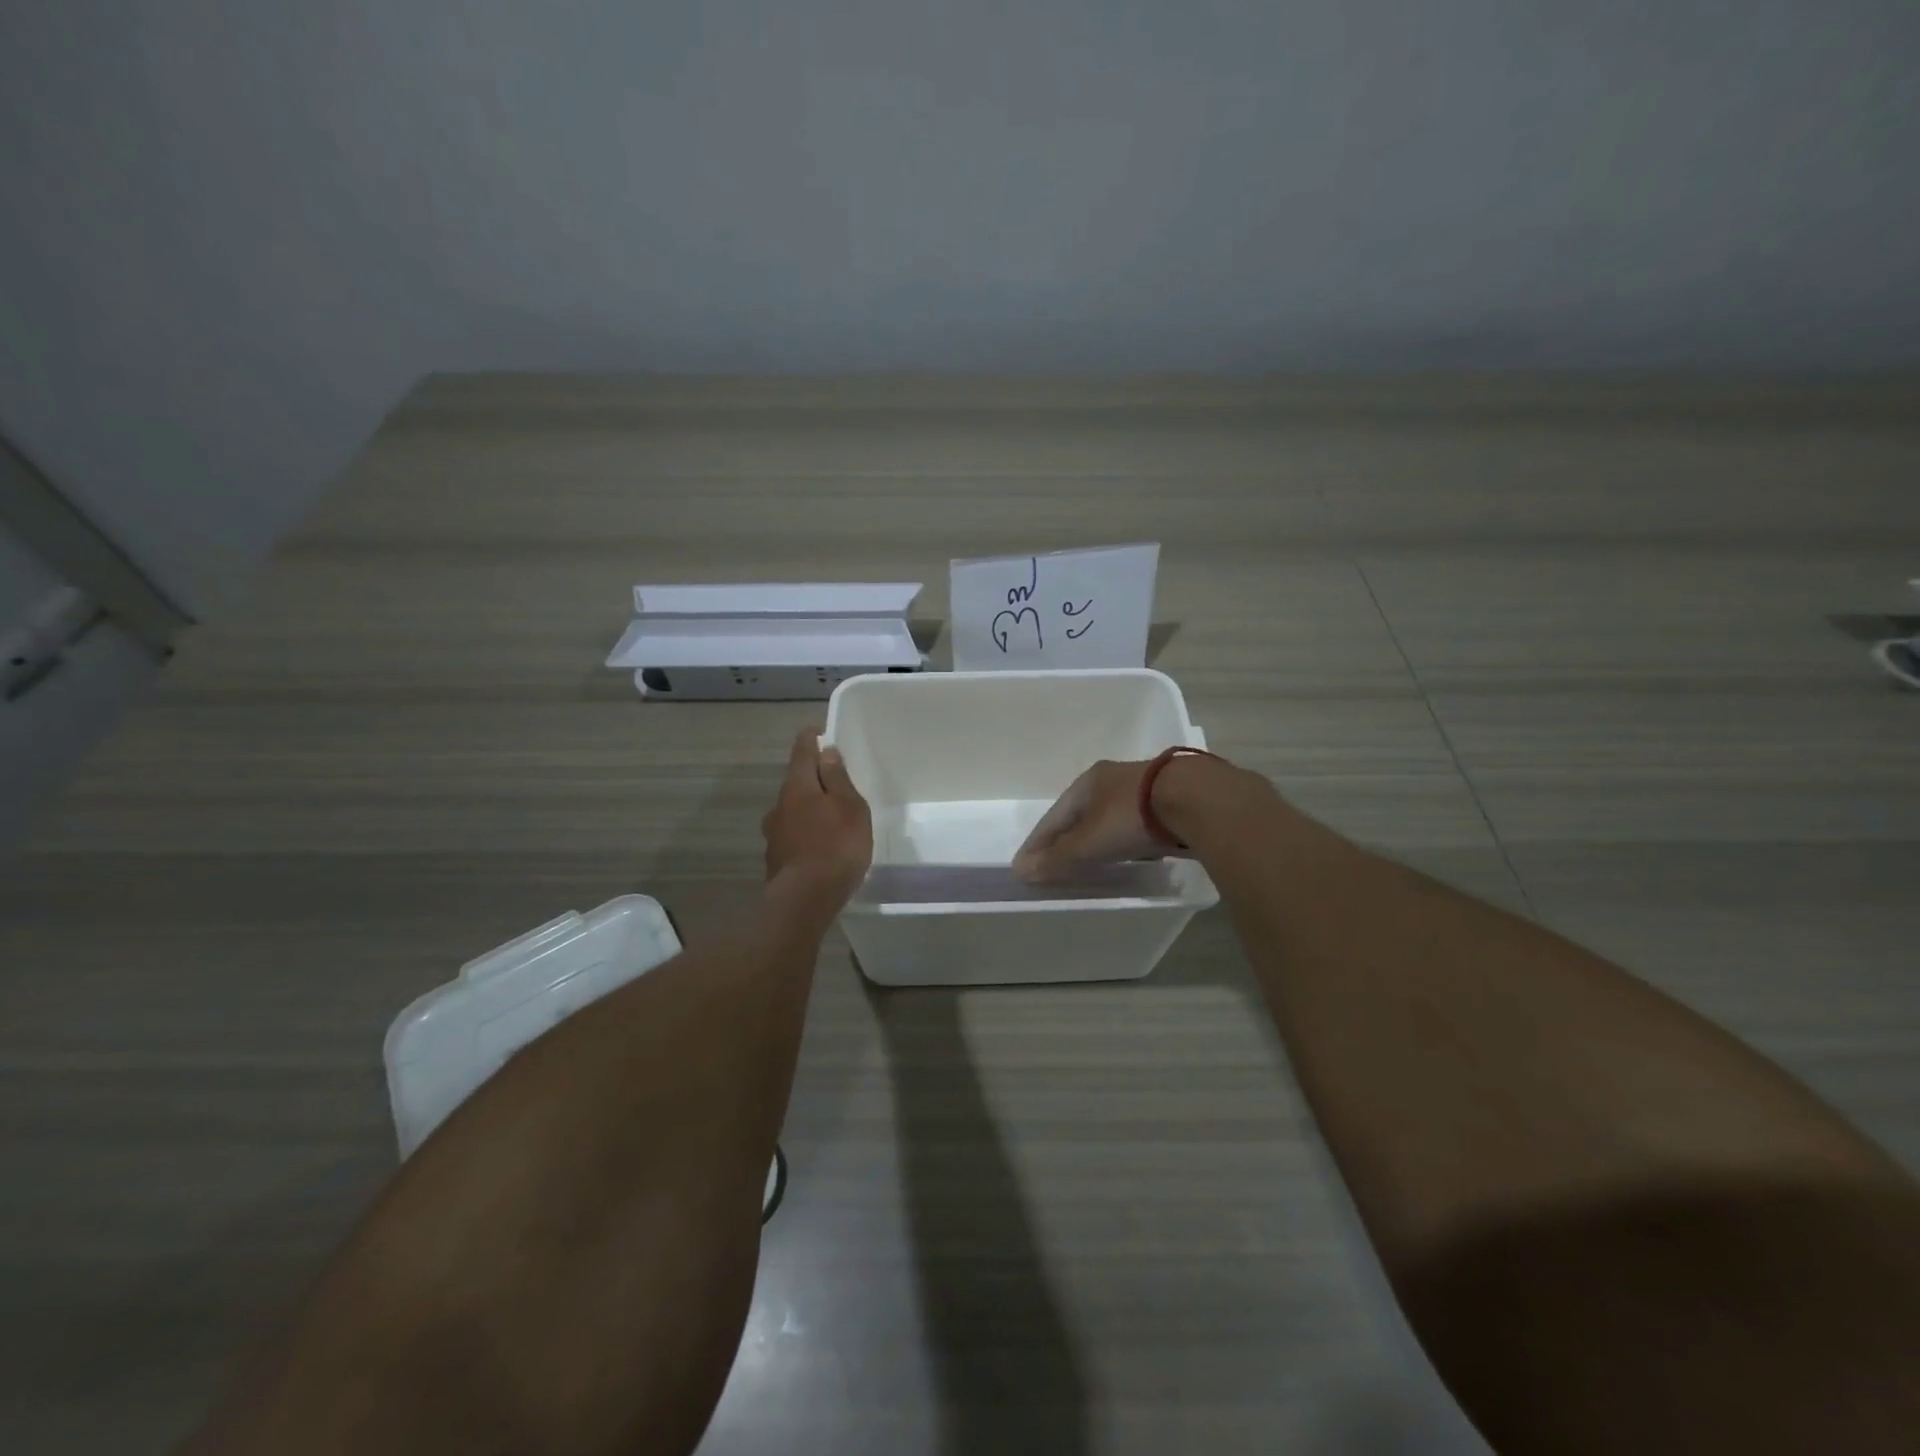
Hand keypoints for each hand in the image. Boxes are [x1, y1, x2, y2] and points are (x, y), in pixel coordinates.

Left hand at [762, 728, 872, 908]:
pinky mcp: (776, 860)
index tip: (816, 731)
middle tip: (832, 780)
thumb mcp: (850, 807)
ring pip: (792, 811)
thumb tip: (826, 752)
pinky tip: (819, 846)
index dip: (810, 739)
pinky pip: (793, 836)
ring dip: (808, 808)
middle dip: (812, 778)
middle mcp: (779, 806)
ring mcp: (774, 834)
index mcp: (798, 787)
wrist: (806, 900)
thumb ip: (838, 779)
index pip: (802, 752)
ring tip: (829, 817)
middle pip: (796, 783)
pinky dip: (805, 833)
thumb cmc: (836, 846)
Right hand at [1013, 758, 1163, 882]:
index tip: (1026, 865)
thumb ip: (1056, 858)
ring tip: (1090, 861)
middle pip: (1080, 815)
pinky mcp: (1168, 802)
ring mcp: (1142, 788)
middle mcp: (1111, 780)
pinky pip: (1134, 825)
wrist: (1196, 800)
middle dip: (1067, 839)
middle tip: (1056, 864)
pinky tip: (1128, 853)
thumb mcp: (1088, 842)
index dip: (1038, 843)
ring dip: (1096, 839)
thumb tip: (1020, 871)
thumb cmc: (1130, 817)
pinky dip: (1123, 840)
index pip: (1054, 817)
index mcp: (1087, 783)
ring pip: (1108, 818)